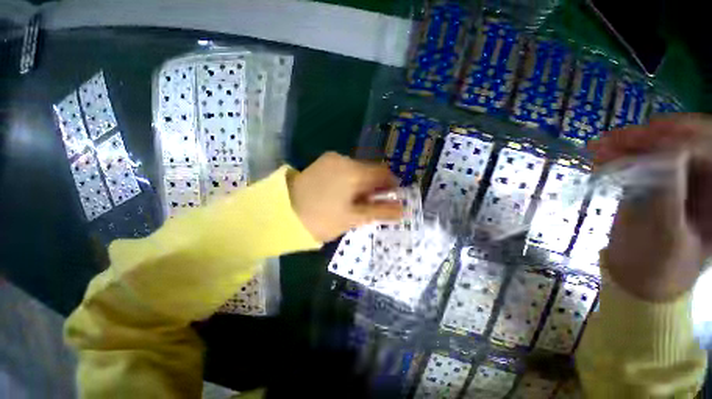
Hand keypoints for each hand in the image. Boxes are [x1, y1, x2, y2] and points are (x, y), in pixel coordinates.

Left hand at [287, 152, 402, 242]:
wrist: (282, 213)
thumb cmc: (322, 219)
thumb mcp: (354, 218)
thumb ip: (381, 211)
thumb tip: (403, 209)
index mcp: (354, 171)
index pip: (383, 173)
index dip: (390, 185)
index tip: (388, 199)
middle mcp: (345, 159)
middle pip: (370, 170)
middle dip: (374, 186)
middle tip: (369, 204)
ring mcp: (331, 159)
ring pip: (357, 169)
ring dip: (361, 183)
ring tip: (353, 201)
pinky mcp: (322, 162)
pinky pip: (344, 169)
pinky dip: (349, 179)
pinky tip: (341, 193)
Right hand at [589, 115, 711, 300]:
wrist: (635, 276)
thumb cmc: (658, 266)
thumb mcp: (666, 237)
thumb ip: (670, 196)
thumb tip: (669, 155)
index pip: (711, 154)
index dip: (684, 142)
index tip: (649, 140)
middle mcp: (705, 182)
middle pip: (687, 143)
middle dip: (654, 136)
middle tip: (619, 137)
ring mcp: (679, 179)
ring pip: (660, 147)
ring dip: (631, 143)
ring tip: (600, 144)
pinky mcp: (654, 181)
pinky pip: (640, 159)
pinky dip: (620, 154)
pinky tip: (600, 154)